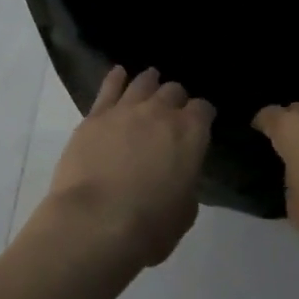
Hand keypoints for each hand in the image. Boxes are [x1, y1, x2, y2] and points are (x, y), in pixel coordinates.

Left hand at [39, 66, 213, 268]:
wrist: (95, 221)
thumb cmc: (149, 225)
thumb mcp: (185, 210)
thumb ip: (185, 181)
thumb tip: (177, 172)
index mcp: (190, 134)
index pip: (204, 110)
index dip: (203, 115)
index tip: (201, 122)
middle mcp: (160, 113)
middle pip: (173, 91)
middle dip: (176, 98)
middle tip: (173, 109)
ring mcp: (125, 110)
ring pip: (142, 83)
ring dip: (150, 82)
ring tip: (151, 80)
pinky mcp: (95, 116)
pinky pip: (109, 87)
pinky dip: (116, 78)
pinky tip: (118, 73)